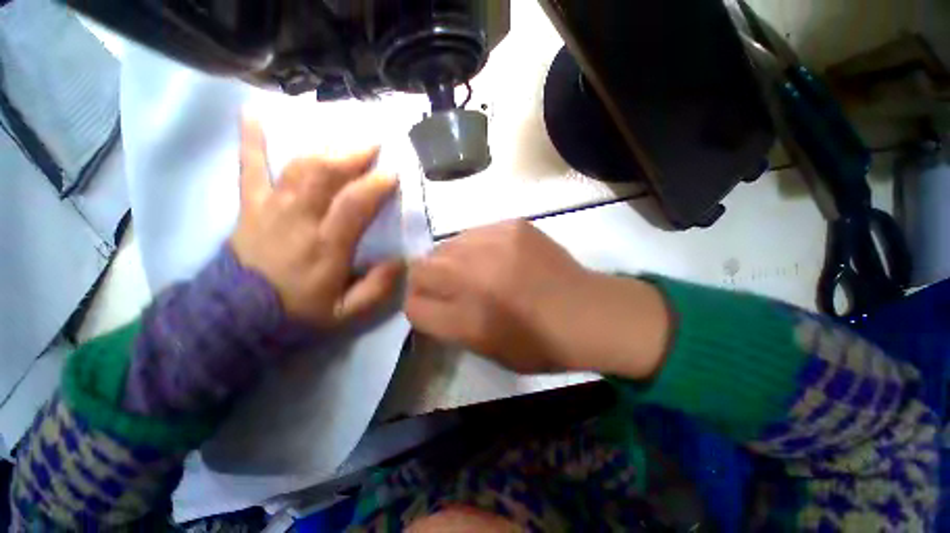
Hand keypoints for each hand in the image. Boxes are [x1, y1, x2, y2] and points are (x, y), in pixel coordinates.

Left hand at [230, 117, 403, 327]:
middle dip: (351, 155)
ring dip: (323, 146)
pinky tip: (254, 113)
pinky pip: (249, 168)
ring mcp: (270, 209)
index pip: (353, 206)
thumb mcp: (345, 313)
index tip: (393, 173)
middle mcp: (298, 221)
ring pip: (297, 167)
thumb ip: (376, 289)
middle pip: (323, 175)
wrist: (237, 318)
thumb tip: (399, 261)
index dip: (375, 185)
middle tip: (373, 143)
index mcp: (325, 248)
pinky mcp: (250, 206)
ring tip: (344, 135)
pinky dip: (251, 140)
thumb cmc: (298, 313)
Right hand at [405, 221, 669, 376]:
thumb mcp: (485, 348)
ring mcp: (494, 244)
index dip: (417, 306)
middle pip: (421, 268)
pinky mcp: (512, 225)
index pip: (412, 305)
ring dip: (451, 261)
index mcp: (467, 320)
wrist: (588, 312)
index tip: (431, 305)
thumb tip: (427, 300)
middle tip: (450, 287)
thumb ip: (447, 324)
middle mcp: (474, 277)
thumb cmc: (538, 343)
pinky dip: (477, 247)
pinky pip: (475, 233)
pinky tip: (497, 257)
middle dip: (428, 280)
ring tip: (474, 270)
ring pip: (445, 246)